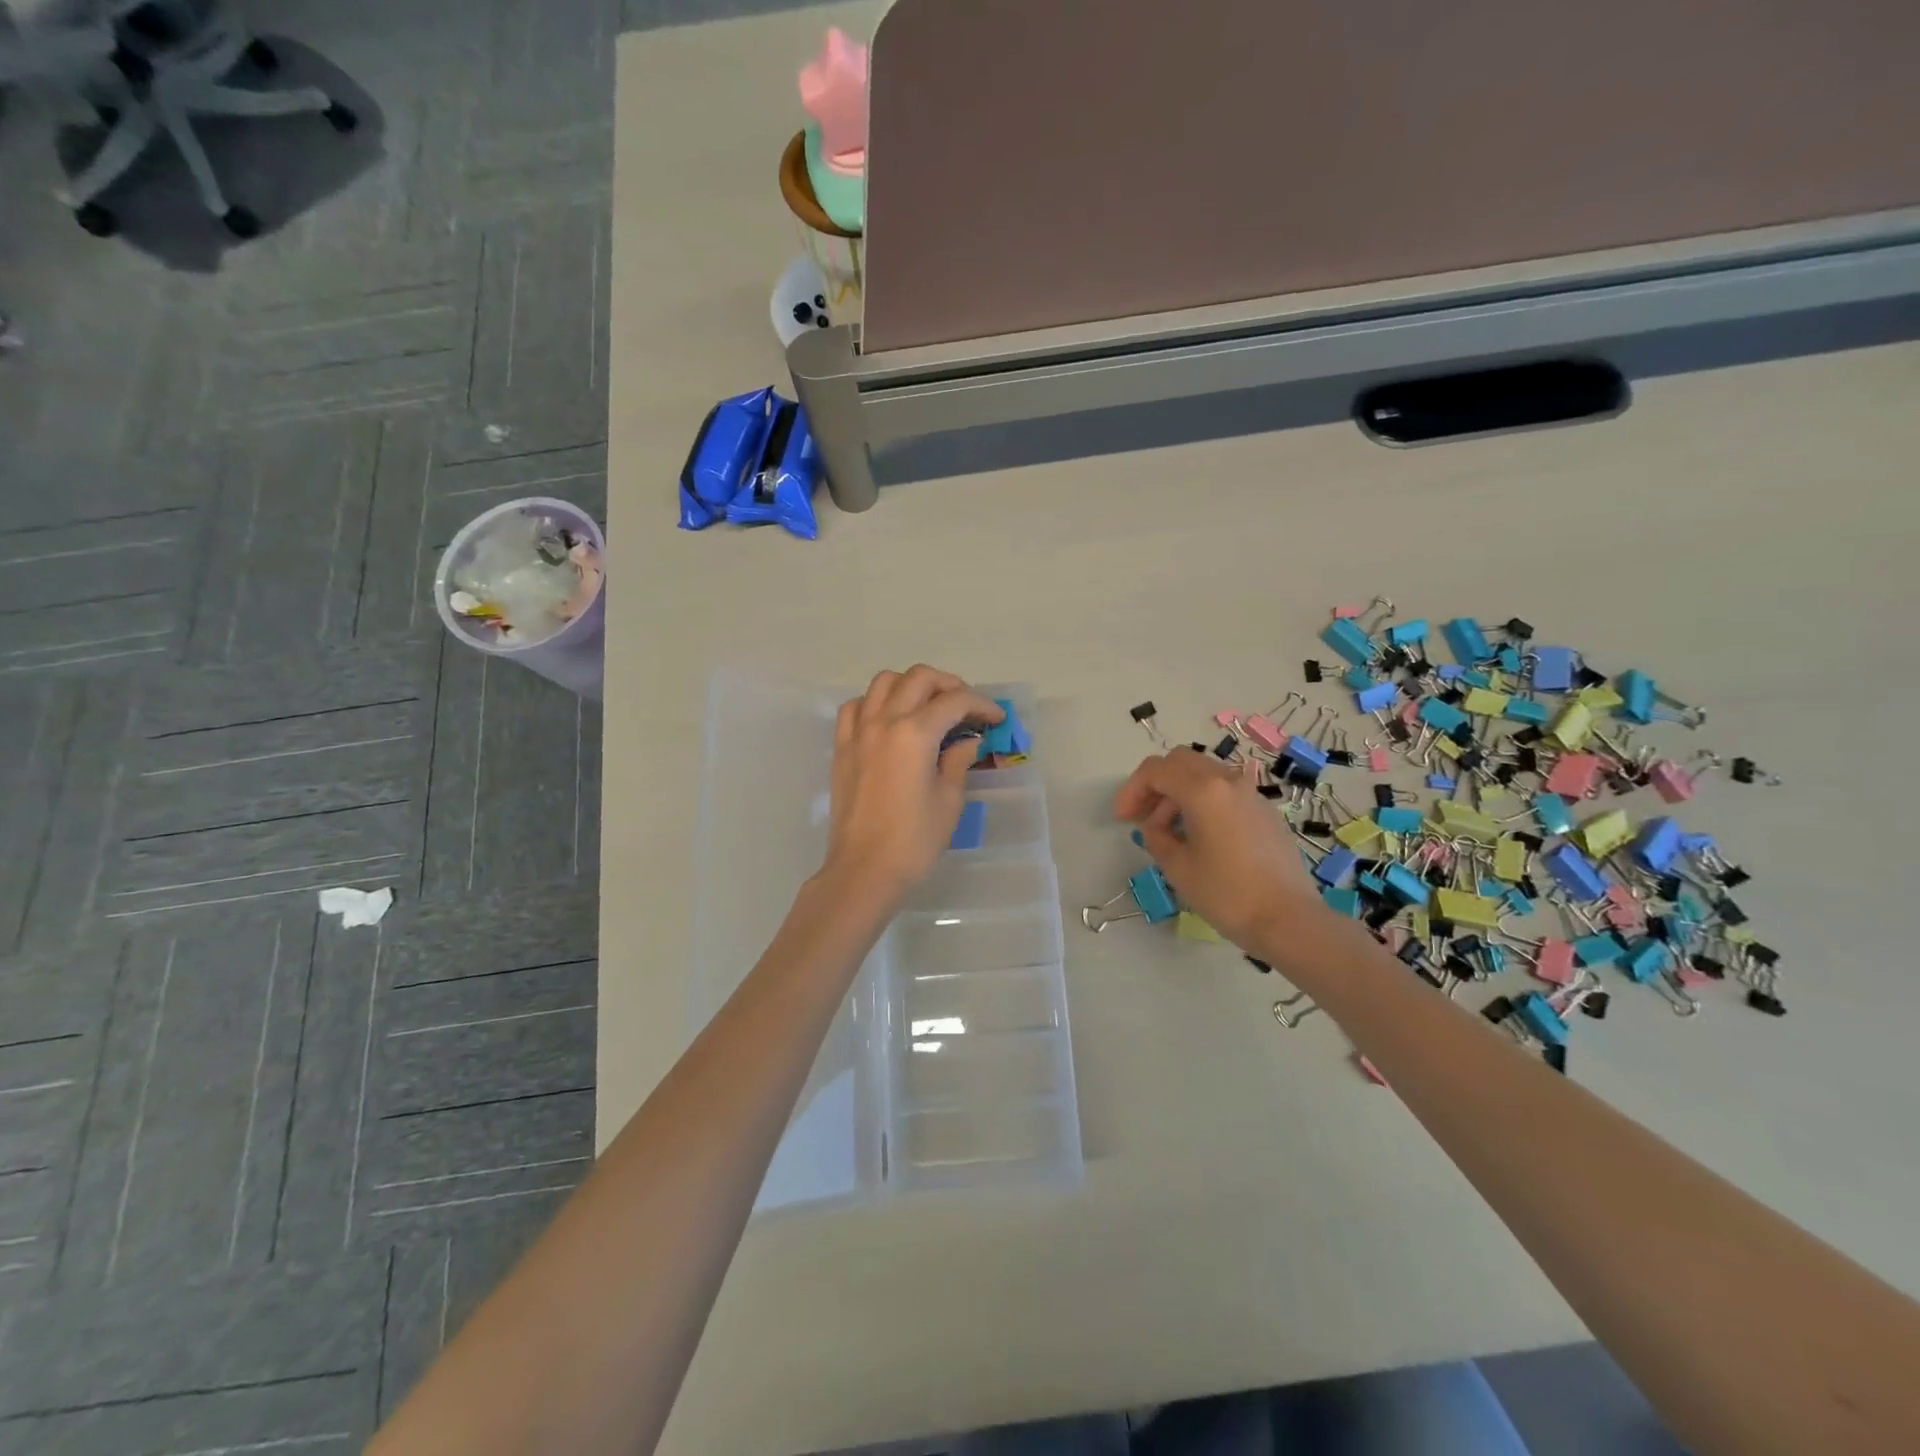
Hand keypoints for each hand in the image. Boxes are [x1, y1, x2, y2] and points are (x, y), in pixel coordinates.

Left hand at [821, 666, 1004, 907]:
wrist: (864, 871)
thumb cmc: (914, 841)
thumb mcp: (949, 800)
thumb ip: (958, 761)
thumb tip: (967, 741)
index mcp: (915, 733)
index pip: (955, 701)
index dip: (982, 704)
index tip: (997, 718)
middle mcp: (884, 721)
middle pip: (919, 678)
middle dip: (950, 685)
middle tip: (967, 708)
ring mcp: (858, 732)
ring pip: (884, 682)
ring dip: (911, 685)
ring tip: (929, 707)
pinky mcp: (842, 748)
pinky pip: (856, 707)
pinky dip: (876, 702)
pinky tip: (890, 720)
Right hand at [1113, 749, 1325, 953]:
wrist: (1289, 920)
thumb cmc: (1227, 894)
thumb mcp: (1177, 866)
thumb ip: (1156, 836)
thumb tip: (1155, 826)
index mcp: (1203, 790)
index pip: (1156, 770)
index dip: (1132, 790)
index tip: (1123, 819)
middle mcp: (1228, 781)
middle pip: (1180, 762)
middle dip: (1155, 785)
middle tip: (1142, 816)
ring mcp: (1251, 794)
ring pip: (1204, 775)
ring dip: (1178, 793)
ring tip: (1169, 832)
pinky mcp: (1265, 812)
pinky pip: (1224, 792)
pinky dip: (1203, 802)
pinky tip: (1200, 837)